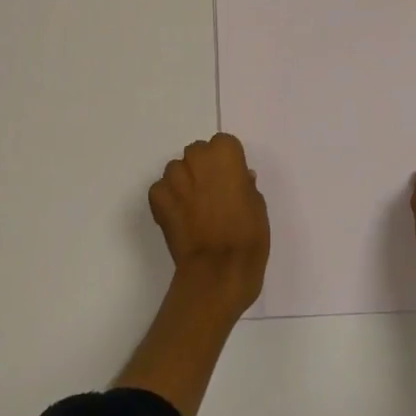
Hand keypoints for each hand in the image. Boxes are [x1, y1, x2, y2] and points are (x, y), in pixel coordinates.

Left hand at [149, 133, 270, 317]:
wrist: (218, 271)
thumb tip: (239, 180)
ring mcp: (174, 178)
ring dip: (184, 183)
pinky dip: (168, 201)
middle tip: (211, 195)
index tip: (230, 180)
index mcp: (225, 154)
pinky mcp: (157, 199)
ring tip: (194, 210)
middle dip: (202, 169)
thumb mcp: (258, 206)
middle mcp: (197, 158)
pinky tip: (179, 219)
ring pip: (176, 170)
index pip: (223, 144)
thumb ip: (245, 186)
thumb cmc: (248, 236)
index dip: (226, 162)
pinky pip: (161, 190)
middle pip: (197, 153)